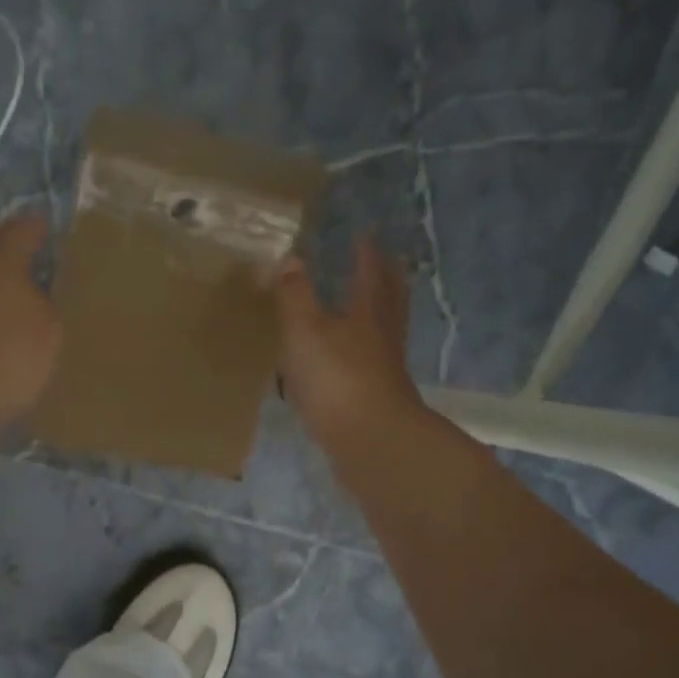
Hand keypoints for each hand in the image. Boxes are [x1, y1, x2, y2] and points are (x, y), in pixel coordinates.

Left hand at [0, 214, 61, 439]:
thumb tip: (36, 300)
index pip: (23, 230)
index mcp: (0, 258)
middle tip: (39, 262)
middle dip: (13, 253)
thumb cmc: (6, 353)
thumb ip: (47, 306)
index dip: (38, 229)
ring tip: (25, 299)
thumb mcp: (49, 330)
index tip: (49, 229)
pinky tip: (2, 330)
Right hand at [274, 236, 426, 461]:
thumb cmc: (337, 378)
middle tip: (386, 263)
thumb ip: (294, 295)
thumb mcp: (305, 330)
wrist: (369, 441)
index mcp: (368, 313)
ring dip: (377, 317)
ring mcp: (382, 370)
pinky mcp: (374, 399)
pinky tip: (348, 362)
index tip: (365, 236)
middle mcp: (382, 337)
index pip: (370, 274)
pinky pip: (370, 365)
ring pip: (383, 333)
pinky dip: (362, 354)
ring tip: (366, 308)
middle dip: (385, 280)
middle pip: (389, 301)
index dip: (366, 255)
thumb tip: (289, 257)